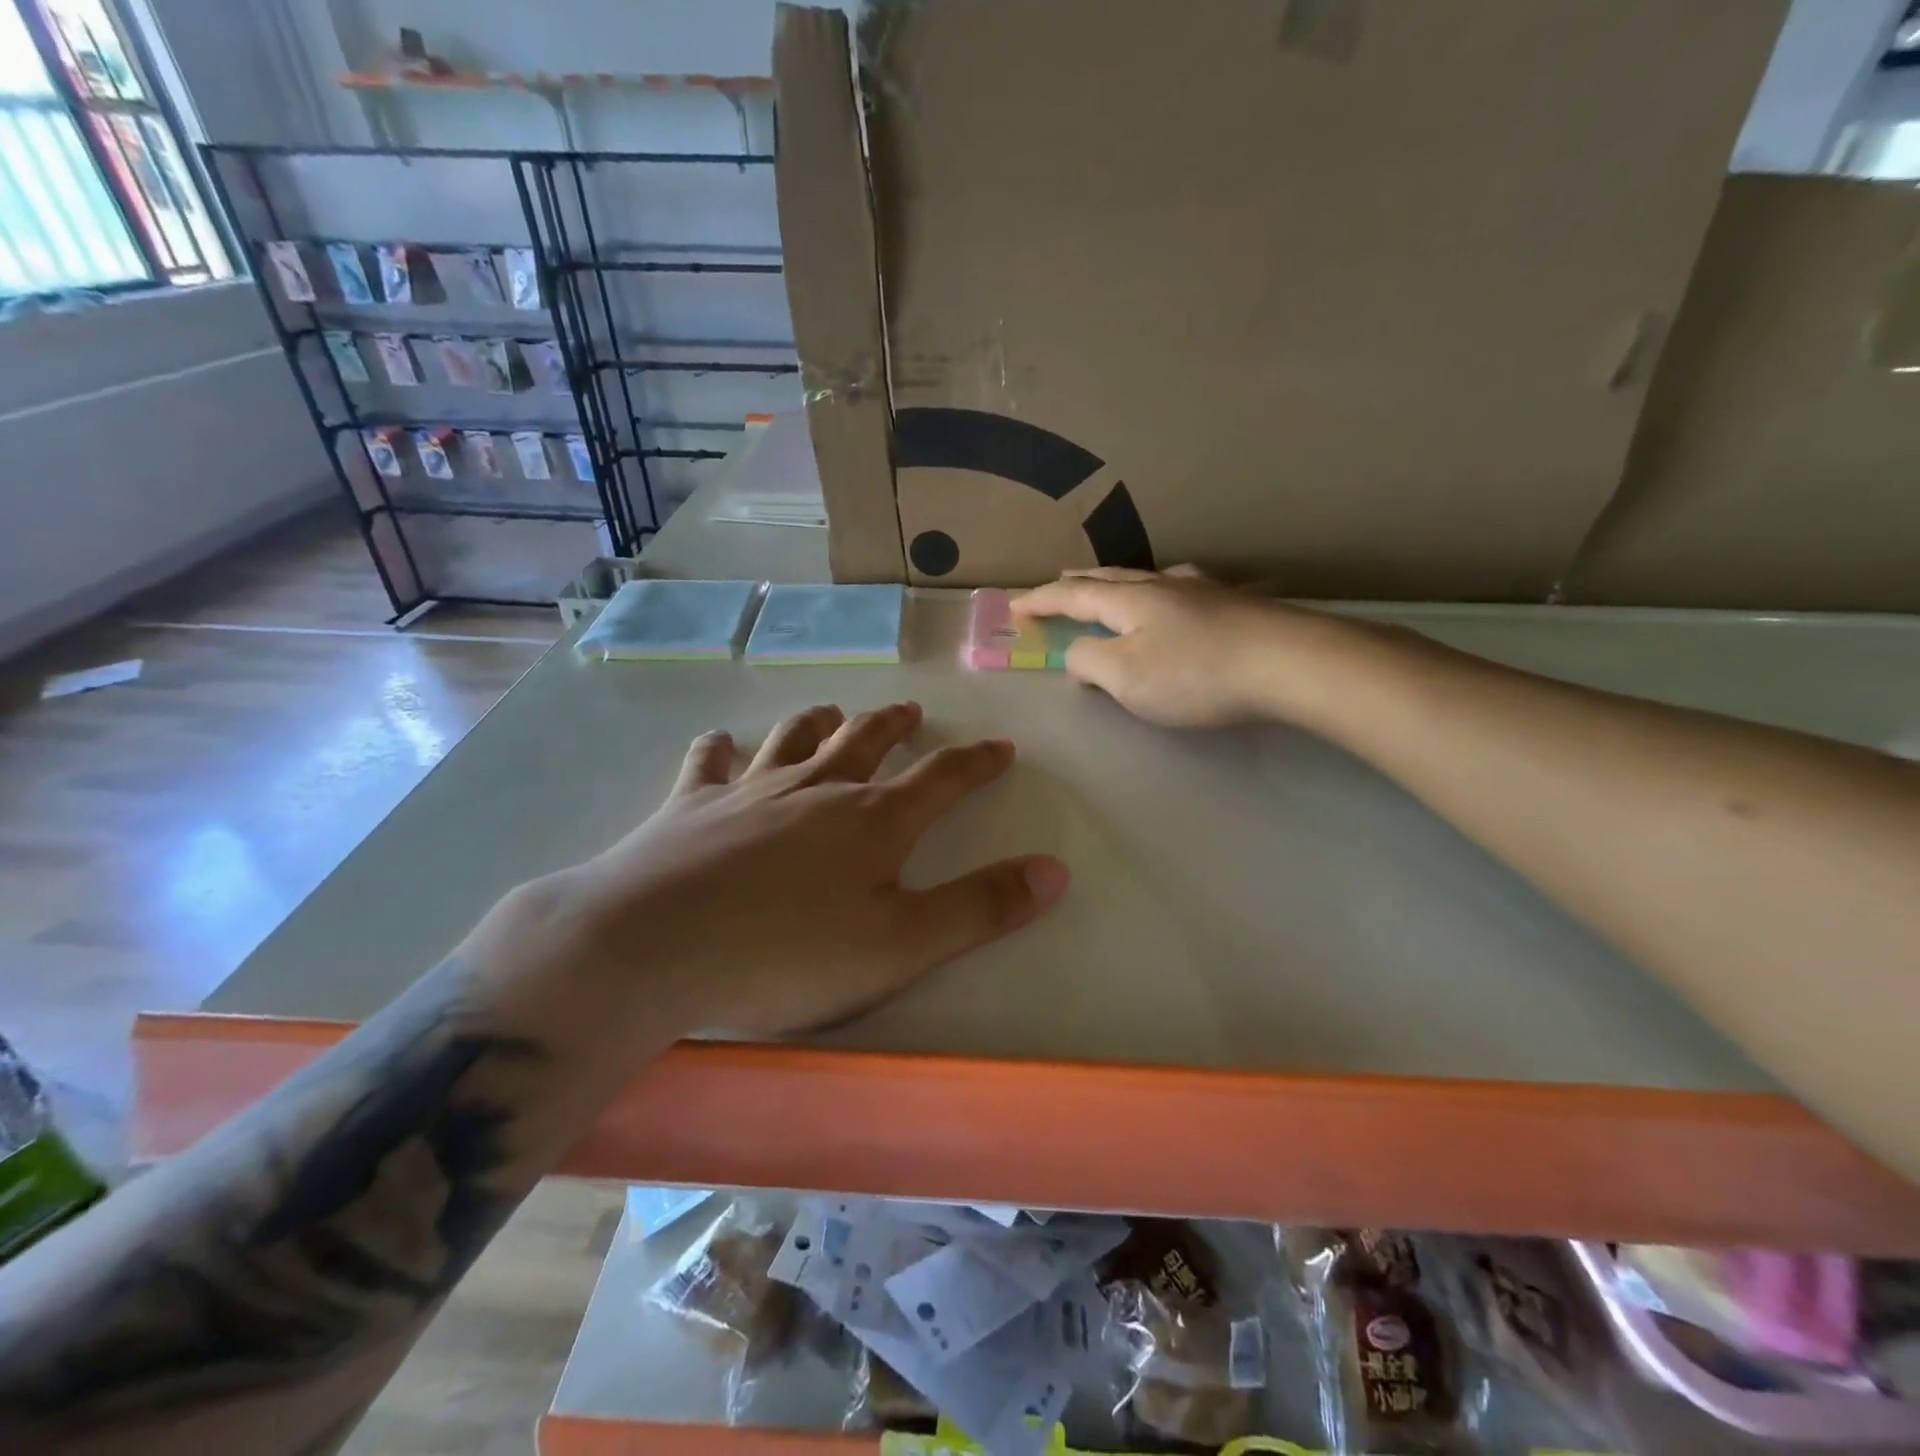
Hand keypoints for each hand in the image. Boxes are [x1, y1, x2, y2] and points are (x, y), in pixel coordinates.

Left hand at [555, 702, 1069, 1037]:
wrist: (654, 947)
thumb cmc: (789, 953)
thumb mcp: (902, 944)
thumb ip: (981, 907)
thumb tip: (1056, 870)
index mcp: (873, 820)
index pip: (941, 778)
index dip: (977, 762)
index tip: (1000, 746)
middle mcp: (817, 789)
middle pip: (866, 741)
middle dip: (896, 726)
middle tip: (912, 712)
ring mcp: (750, 790)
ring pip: (794, 739)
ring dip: (819, 722)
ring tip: (833, 710)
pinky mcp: (690, 806)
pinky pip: (709, 764)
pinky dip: (719, 750)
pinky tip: (719, 742)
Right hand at [1013, 567, 1336, 727]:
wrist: (1288, 662)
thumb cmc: (1194, 674)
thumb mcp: (1126, 677)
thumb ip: (1090, 663)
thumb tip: (1077, 653)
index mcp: (1129, 601)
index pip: (1072, 597)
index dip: (1041, 601)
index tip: (1014, 606)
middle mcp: (1162, 586)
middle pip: (1110, 579)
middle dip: (1078, 583)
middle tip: (1057, 580)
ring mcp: (1202, 591)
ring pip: (1147, 579)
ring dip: (1118, 582)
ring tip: (1109, 585)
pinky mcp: (1234, 605)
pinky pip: (1180, 590)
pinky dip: (1158, 592)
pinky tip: (1174, 596)